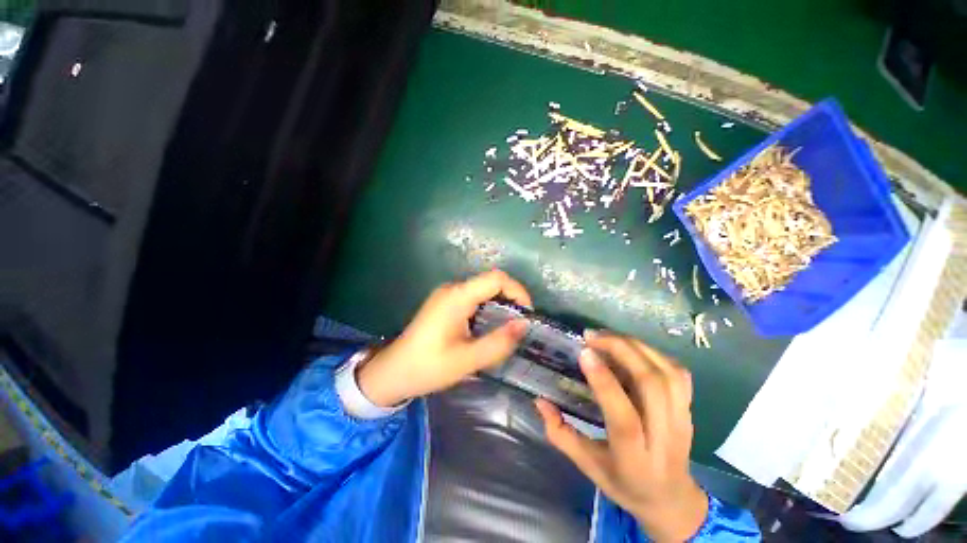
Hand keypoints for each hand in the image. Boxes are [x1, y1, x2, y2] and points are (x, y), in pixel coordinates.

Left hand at [357, 270, 531, 406]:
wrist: (392, 373)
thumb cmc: (428, 367)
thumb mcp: (467, 359)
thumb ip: (499, 342)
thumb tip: (525, 325)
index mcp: (457, 296)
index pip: (496, 278)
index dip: (518, 291)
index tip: (526, 314)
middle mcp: (453, 289)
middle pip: (491, 283)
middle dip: (511, 300)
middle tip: (519, 326)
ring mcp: (447, 295)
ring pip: (483, 291)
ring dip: (499, 306)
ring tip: (507, 330)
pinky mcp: (445, 303)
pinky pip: (474, 298)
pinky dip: (488, 309)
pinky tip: (489, 329)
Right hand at [535, 332, 707, 542]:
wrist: (671, 498)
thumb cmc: (623, 482)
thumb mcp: (587, 465)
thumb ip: (560, 434)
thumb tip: (540, 401)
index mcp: (635, 458)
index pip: (624, 417)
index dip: (604, 382)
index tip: (584, 353)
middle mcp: (664, 437)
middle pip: (651, 385)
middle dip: (621, 351)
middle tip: (592, 336)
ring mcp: (682, 421)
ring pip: (667, 373)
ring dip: (636, 347)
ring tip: (608, 337)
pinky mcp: (689, 409)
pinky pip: (678, 372)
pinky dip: (654, 353)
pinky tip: (632, 348)